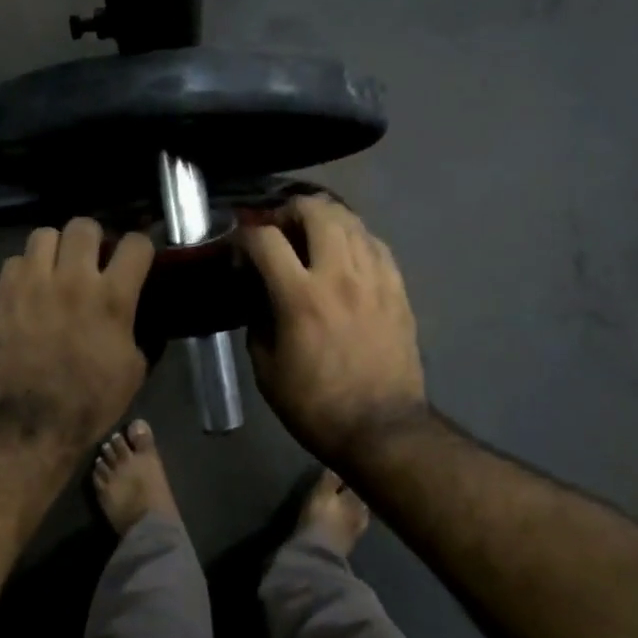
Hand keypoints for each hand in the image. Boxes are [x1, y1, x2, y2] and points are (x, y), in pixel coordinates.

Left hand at [0, 218, 154, 451]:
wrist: (37, 420)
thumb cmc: (94, 399)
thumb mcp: (135, 367)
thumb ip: (137, 327)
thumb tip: (135, 311)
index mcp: (113, 298)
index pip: (136, 243)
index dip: (140, 248)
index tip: (136, 259)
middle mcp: (74, 280)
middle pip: (85, 226)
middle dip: (94, 239)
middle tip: (93, 260)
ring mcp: (34, 284)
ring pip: (45, 234)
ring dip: (56, 248)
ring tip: (58, 267)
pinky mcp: (5, 295)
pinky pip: (15, 260)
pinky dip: (26, 269)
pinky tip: (33, 287)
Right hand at [241, 196, 427, 461]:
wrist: (381, 427)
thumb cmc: (315, 405)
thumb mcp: (266, 370)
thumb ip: (258, 323)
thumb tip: (261, 298)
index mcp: (300, 297)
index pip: (265, 239)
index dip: (244, 235)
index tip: (239, 249)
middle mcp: (339, 275)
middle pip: (315, 211)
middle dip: (289, 210)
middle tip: (278, 229)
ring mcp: (374, 278)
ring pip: (350, 221)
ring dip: (324, 220)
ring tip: (311, 237)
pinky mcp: (398, 288)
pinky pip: (376, 244)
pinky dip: (354, 239)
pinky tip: (345, 256)